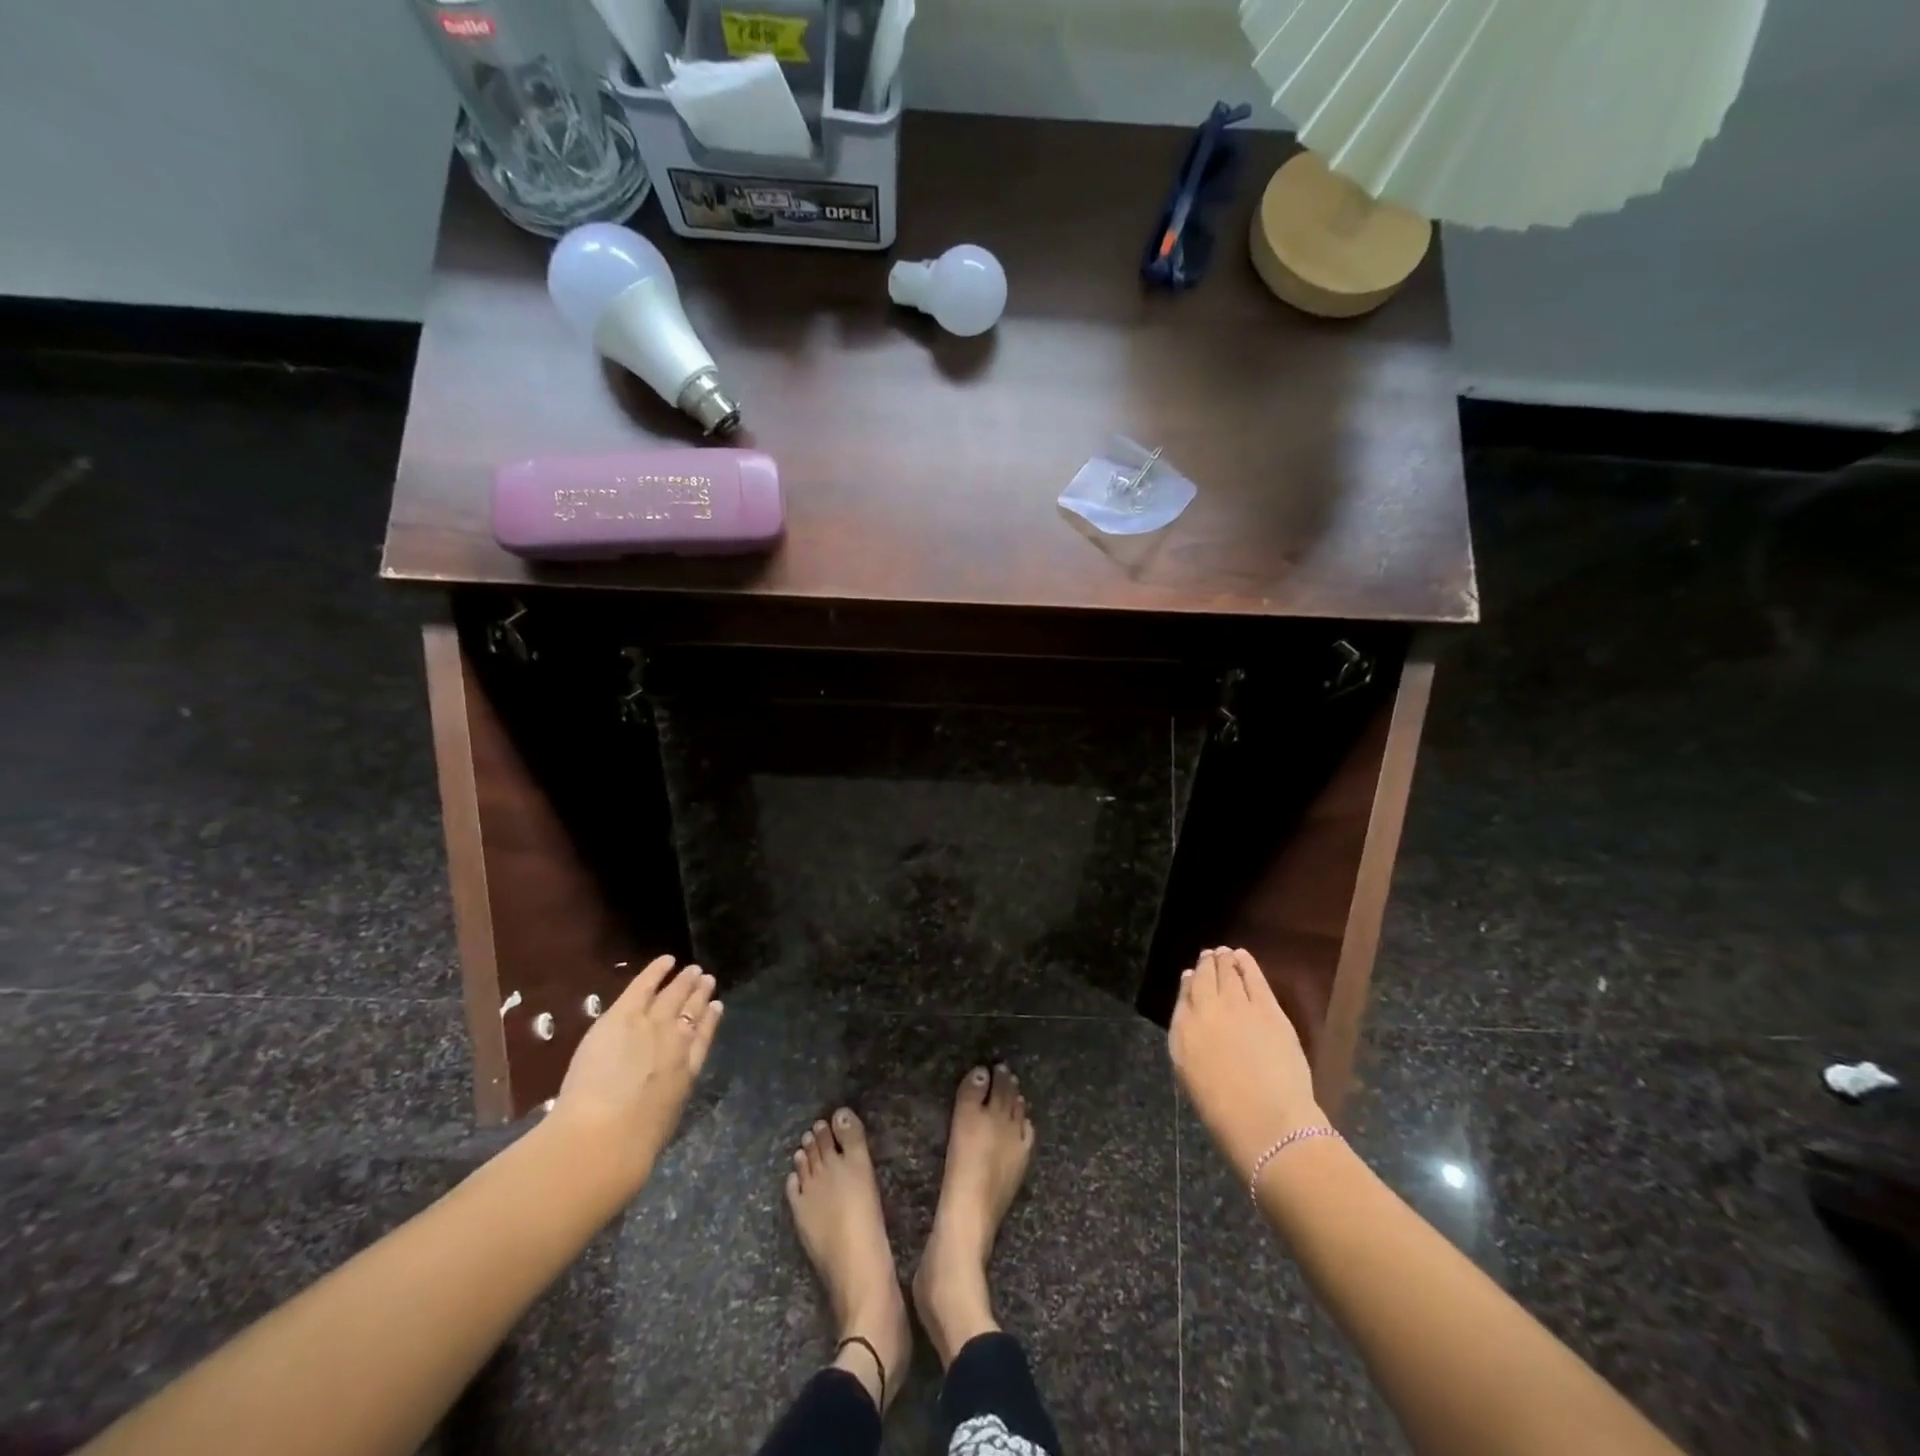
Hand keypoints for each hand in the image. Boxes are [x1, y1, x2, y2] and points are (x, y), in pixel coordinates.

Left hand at [552, 955, 723, 1183]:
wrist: (604, 1139)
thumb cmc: (631, 1147)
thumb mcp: (663, 1122)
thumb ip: (665, 1101)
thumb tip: (660, 1097)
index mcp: (688, 1072)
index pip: (703, 1038)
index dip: (710, 1021)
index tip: (717, 1007)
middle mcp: (678, 1042)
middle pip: (692, 1012)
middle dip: (700, 995)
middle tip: (707, 980)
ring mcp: (652, 1025)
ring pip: (674, 995)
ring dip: (685, 981)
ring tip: (694, 970)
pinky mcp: (623, 1016)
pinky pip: (644, 985)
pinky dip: (657, 971)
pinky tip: (667, 960)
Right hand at [1169, 946, 1323, 1180]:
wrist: (1265, 1122)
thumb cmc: (1222, 1109)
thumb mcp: (1187, 1071)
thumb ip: (1185, 1031)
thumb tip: (1188, 1002)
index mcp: (1183, 1029)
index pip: (1184, 995)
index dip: (1189, 982)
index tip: (1192, 975)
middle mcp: (1206, 1009)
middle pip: (1205, 977)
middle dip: (1206, 965)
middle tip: (1209, 956)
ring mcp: (1238, 1005)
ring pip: (1228, 972)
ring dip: (1225, 960)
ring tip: (1224, 953)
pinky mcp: (1268, 1008)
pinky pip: (1254, 976)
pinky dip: (1247, 963)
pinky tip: (1242, 956)